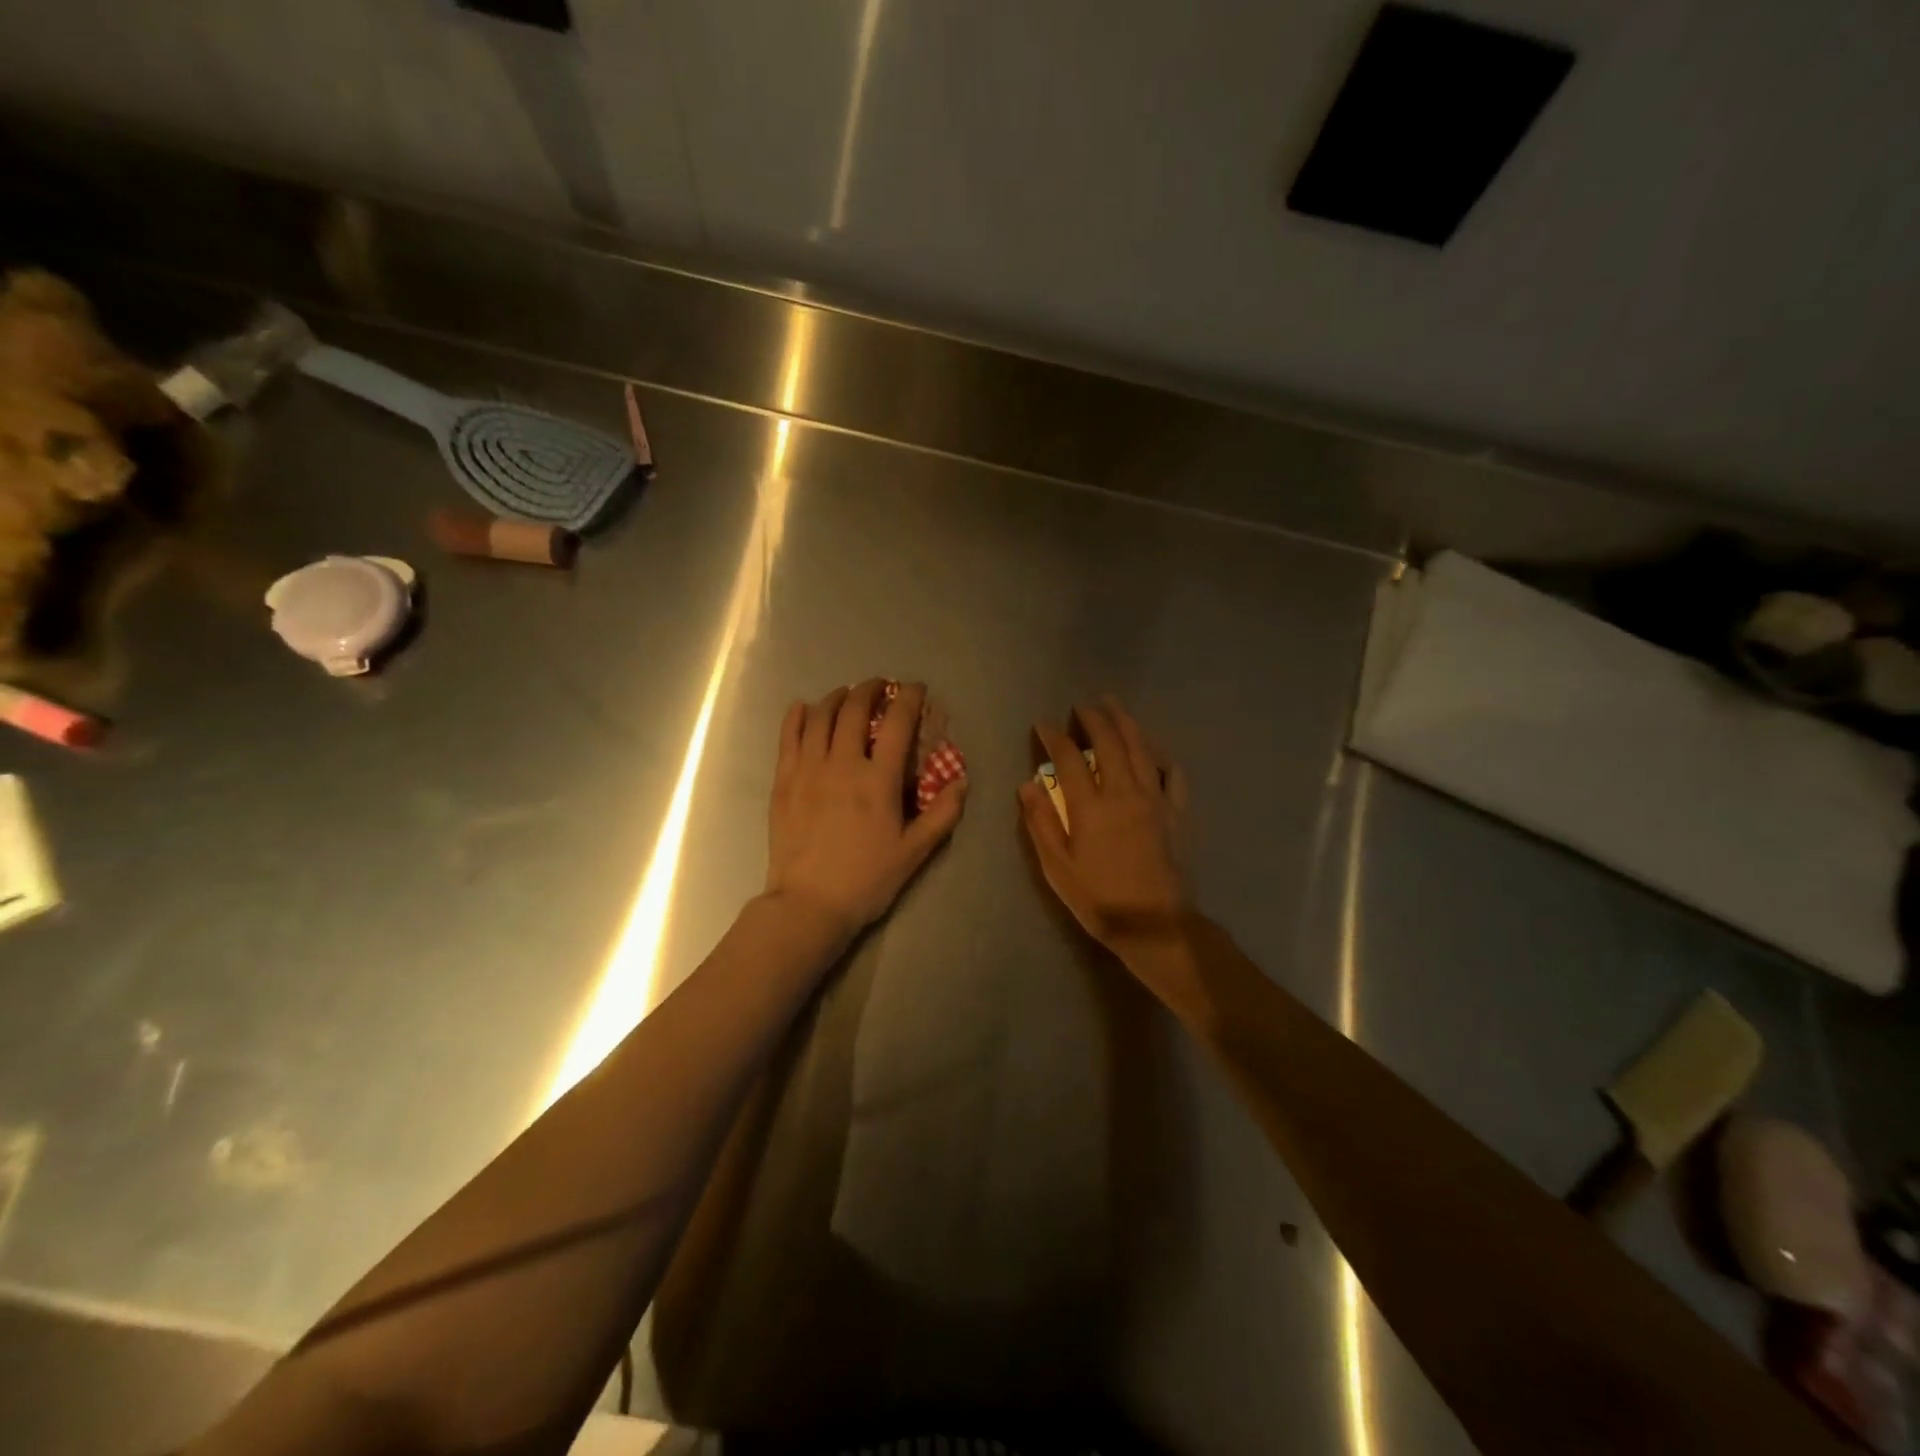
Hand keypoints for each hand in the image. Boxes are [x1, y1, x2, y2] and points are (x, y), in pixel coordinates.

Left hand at [766, 679, 966, 943]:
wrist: (809, 904)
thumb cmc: (867, 880)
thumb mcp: (915, 852)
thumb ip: (942, 814)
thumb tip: (961, 781)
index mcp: (878, 780)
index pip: (897, 723)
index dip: (909, 698)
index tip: (915, 689)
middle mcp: (842, 764)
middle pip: (853, 709)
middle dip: (869, 689)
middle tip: (879, 686)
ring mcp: (808, 770)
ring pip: (820, 717)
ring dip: (835, 697)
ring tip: (845, 694)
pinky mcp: (784, 782)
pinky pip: (788, 737)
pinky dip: (797, 716)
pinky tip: (803, 708)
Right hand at [1018, 697, 1191, 976]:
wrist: (1154, 924)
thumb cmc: (1098, 899)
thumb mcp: (1057, 867)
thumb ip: (1040, 822)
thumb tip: (1026, 784)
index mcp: (1091, 806)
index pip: (1068, 758)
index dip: (1054, 736)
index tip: (1043, 724)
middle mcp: (1124, 793)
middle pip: (1109, 742)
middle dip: (1093, 718)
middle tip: (1081, 705)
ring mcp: (1154, 800)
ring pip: (1140, 748)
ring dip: (1125, 722)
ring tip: (1113, 705)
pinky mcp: (1175, 812)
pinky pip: (1171, 772)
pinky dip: (1160, 753)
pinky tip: (1152, 746)